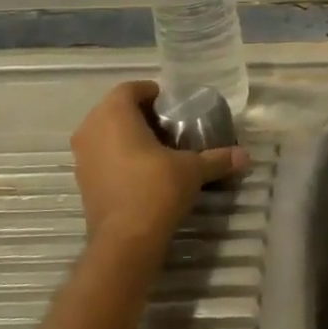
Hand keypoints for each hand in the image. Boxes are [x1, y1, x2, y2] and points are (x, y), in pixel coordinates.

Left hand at [71, 81, 248, 252]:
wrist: (125, 239)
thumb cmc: (156, 189)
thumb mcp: (192, 170)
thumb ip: (216, 159)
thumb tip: (245, 156)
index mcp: (114, 114)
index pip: (131, 88)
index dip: (153, 93)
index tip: (173, 106)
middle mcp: (91, 129)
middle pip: (116, 109)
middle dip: (141, 115)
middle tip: (169, 127)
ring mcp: (82, 156)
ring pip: (106, 133)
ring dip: (128, 136)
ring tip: (158, 149)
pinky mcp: (82, 180)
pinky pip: (101, 156)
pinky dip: (118, 156)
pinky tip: (142, 171)